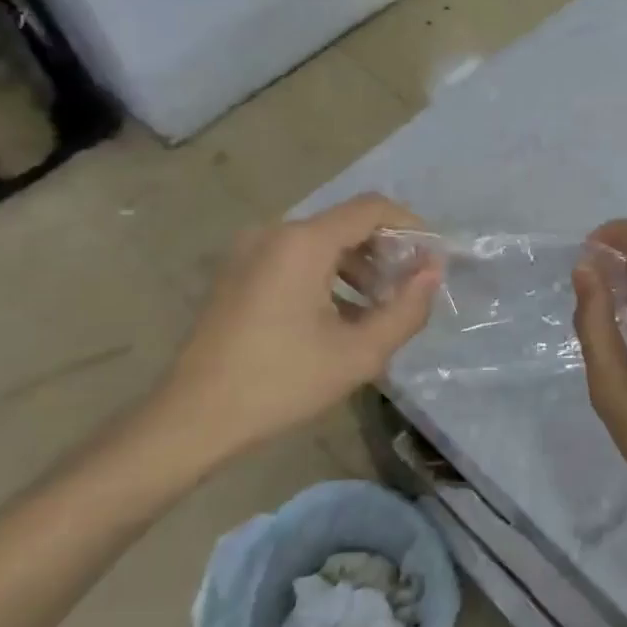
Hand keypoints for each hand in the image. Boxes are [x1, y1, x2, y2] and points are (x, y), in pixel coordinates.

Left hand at [129, 193, 439, 479]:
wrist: (193, 418)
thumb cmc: (281, 382)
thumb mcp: (359, 353)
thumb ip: (406, 308)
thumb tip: (433, 271)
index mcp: (303, 243)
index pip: (371, 208)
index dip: (410, 225)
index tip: (431, 257)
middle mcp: (275, 233)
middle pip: (346, 224)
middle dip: (385, 251)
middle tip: (407, 290)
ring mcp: (250, 251)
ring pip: (321, 242)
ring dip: (357, 267)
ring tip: (377, 309)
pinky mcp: (237, 272)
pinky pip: (295, 258)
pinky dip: (326, 276)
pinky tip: (338, 316)